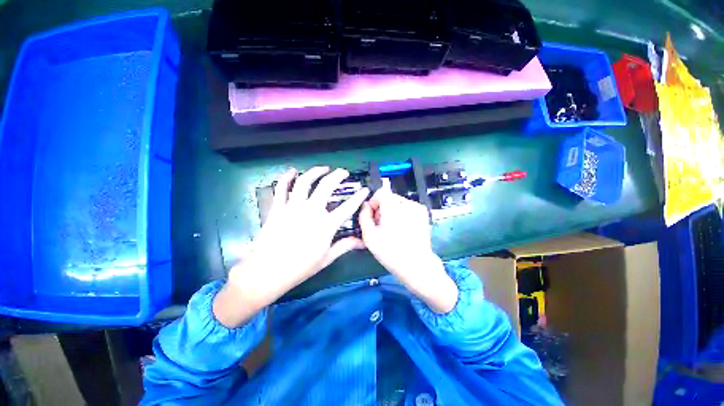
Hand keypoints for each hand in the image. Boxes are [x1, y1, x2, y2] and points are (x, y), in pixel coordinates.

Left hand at [214, 167, 369, 326]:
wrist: (267, 272)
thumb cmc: (299, 267)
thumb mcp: (326, 258)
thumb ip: (345, 246)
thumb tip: (362, 242)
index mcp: (326, 225)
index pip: (348, 207)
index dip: (359, 197)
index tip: (365, 190)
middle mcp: (311, 211)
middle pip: (326, 186)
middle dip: (337, 175)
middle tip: (343, 172)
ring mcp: (293, 207)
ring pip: (305, 182)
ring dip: (315, 172)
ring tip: (323, 168)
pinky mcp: (278, 208)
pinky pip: (282, 188)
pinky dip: (286, 177)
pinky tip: (292, 171)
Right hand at [359, 185, 457, 313]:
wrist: (417, 266)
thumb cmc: (391, 252)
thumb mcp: (369, 236)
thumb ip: (364, 217)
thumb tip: (365, 206)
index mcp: (393, 207)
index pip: (381, 192)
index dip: (374, 202)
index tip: (372, 216)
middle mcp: (407, 203)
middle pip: (389, 198)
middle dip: (382, 209)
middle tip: (380, 226)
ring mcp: (418, 208)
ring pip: (398, 203)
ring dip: (391, 212)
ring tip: (391, 229)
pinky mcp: (424, 215)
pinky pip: (408, 208)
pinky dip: (402, 215)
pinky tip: (402, 230)